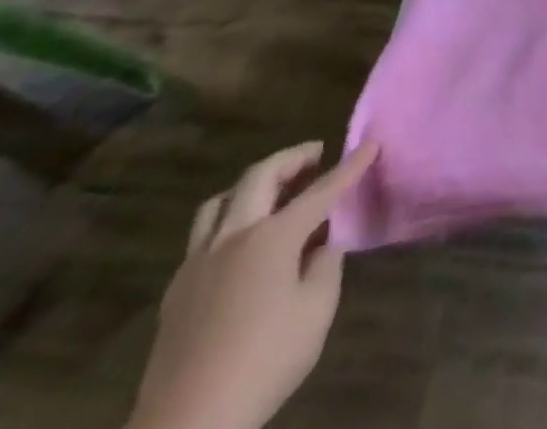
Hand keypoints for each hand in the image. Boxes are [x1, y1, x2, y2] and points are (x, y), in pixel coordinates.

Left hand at [129, 141, 379, 428]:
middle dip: (293, 158)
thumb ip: (325, 265)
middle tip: (316, 155)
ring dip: (252, 184)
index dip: (350, 166)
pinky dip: (228, 220)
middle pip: (261, 176)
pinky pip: (203, 235)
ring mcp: (198, 262)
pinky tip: (240, 243)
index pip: (321, 190)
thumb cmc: (263, 363)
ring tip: (273, 191)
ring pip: (221, 200)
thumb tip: (322, 243)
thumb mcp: (316, 312)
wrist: (188, 424)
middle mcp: (233, 237)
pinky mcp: (177, 290)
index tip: (370, 145)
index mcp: (272, 238)